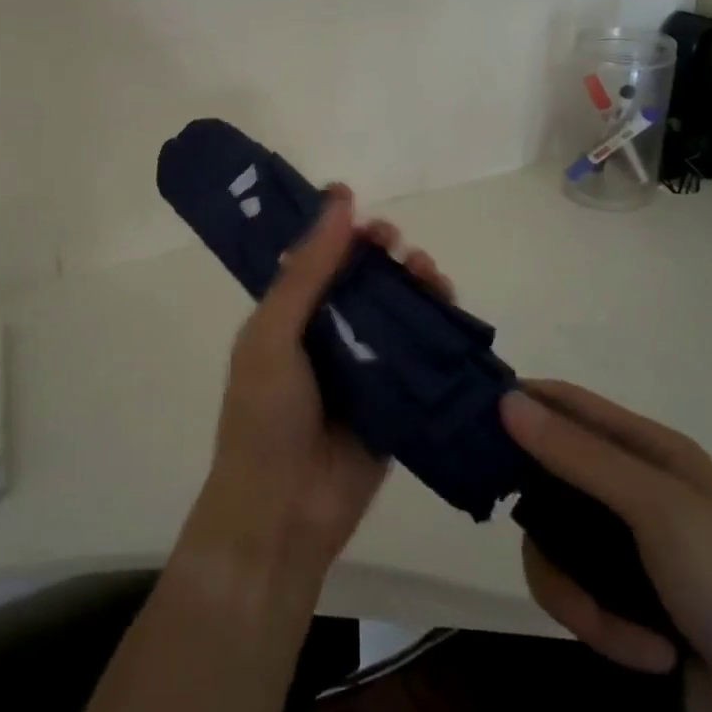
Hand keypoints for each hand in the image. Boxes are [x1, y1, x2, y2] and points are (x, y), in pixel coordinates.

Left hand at [191, 184, 453, 579]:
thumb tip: (340, 199)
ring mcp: (365, 365)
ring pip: (398, 309)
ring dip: (415, 283)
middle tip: (399, 247)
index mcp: (290, 315)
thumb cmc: (265, 415)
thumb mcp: (273, 333)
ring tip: (427, 273)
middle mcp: (328, 333)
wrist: (285, 511)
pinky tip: (447, 307)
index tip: (366, 215)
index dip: (343, 233)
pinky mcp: (397, 395)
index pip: (320, 259)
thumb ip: (307, 270)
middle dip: (386, 255)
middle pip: (366, 279)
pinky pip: (421, 352)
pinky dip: (437, 325)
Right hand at [499, 382, 711, 711]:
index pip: (569, 404)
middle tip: (504, 524)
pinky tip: (643, 652)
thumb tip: (506, 400)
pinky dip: (599, 625)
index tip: (465, 416)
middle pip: (549, 477)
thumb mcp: (659, 509)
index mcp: (650, 452)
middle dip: (534, 510)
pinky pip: (575, 595)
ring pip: (552, 544)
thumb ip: (580, 456)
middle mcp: (634, 492)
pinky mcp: (624, 604)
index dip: (520, 401)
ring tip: (609, 622)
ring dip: (572, 588)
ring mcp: (628, 550)